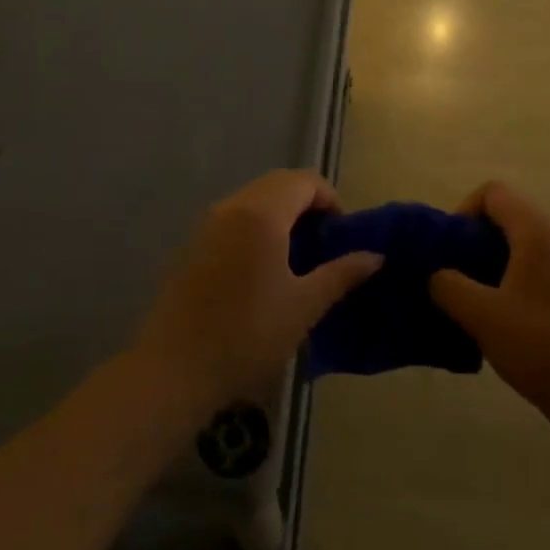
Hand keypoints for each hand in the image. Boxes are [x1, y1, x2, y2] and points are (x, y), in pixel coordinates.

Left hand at [133, 170, 381, 417]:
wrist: (175, 368)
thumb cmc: (248, 335)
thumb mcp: (304, 306)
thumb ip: (341, 274)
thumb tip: (375, 256)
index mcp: (262, 214)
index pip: (304, 181)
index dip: (330, 198)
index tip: (341, 234)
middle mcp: (232, 207)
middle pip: (277, 184)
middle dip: (306, 203)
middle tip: (323, 242)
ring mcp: (206, 224)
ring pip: (253, 199)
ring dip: (280, 213)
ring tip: (296, 256)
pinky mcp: (191, 244)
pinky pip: (232, 218)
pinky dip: (255, 226)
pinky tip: (262, 268)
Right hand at [429, 182, 549, 425]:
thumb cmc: (541, 345)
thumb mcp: (481, 315)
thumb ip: (448, 286)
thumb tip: (437, 275)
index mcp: (537, 231)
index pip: (493, 192)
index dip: (463, 212)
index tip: (450, 251)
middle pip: (508, 216)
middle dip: (475, 241)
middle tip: (457, 278)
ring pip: (523, 245)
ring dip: (494, 264)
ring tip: (477, 302)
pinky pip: (540, 268)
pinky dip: (516, 281)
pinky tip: (507, 321)